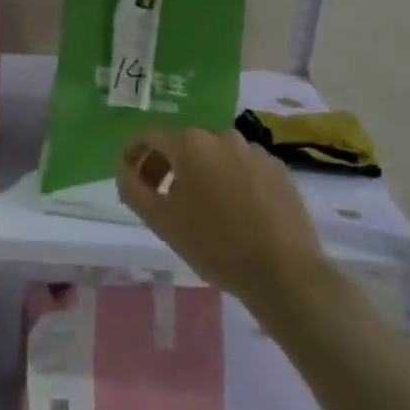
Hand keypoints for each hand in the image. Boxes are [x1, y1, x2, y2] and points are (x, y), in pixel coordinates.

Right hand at [116, 127, 337, 318]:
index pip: (150, 136)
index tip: (129, 176)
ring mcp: (254, 151)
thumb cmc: (215, 245)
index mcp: (190, 143)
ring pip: (214, 156)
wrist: (285, 273)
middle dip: (166, 166)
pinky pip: (242, 167)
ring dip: (199, 174)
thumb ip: (133, 188)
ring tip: (200, 209)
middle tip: (160, 199)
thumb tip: (125, 168)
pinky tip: (234, 212)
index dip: (134, 154)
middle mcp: (222, 136)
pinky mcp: (278, 169)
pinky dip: (229, 181)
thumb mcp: (160, 220)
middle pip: (183, 144)